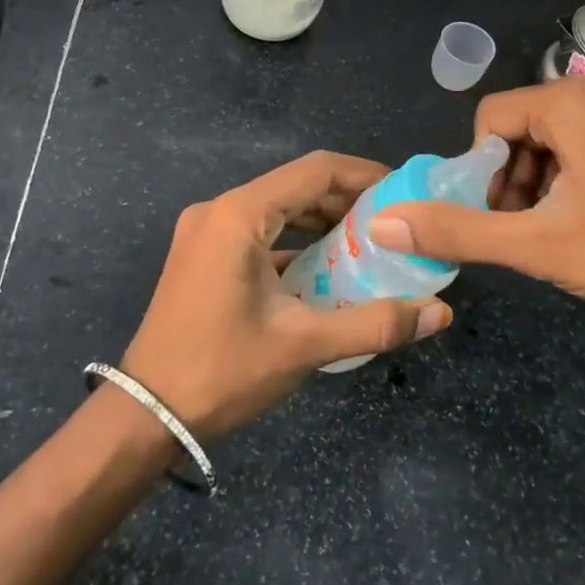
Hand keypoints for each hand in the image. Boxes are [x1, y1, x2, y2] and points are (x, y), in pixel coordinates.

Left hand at [119, 151, 452, 439]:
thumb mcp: (303, 345)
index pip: (315, 171)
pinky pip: (258, 231)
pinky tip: (323, 268)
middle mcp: (219, 210)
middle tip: (391, 223)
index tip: (403, 191)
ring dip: (320, 221)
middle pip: (296, 186)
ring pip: (276, 209)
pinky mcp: (202, 254)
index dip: (363, 174)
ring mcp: (205, 231)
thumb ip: (374, 323)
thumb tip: (440, 314)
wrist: (145, 414)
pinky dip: (294, 241)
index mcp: (239, 215)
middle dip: (346, 200)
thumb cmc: (222, 371)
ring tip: (366, 244)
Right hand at [370, 77, 584, 322]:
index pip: (492, 119)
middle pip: (527, 124)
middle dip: (515, 177)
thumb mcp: (537, 246)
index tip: (502, 217)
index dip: (483, 170)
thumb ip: (457, 230)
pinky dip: (580, 170)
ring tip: (562, 229)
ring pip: (562, 133)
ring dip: (545, 177)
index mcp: (574, 102)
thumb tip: (383, 222)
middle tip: (529, 229)